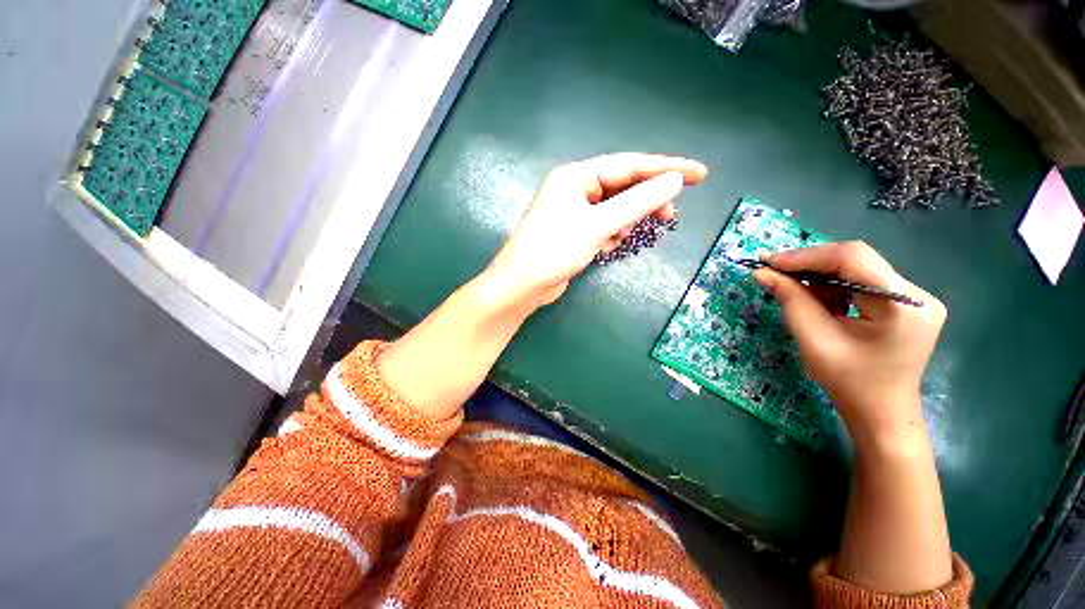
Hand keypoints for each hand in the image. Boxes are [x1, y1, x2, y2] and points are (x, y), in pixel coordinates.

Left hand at [486, 153, 706, 307]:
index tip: (699, 174)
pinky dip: (611, 235)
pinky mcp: (575, 231)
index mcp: (576, 177)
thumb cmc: (554, 251)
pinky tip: (607, 248)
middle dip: (645, 202)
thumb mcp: (598, 225)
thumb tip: (674, 181)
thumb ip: (636, 203)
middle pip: (622, 187)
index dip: (666, 168)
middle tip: (669, 217)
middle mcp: (575, 189)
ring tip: (622, 239)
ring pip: (614, 210)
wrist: (522, 285)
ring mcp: (574, 211)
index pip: (630, 166)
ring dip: (625, 223)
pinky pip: (604, 226)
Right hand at [753, 242, 946, 440]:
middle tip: (774, 272)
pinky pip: (862, 282)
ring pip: (857, 269)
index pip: (852, 258)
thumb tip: (762, 273)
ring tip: (793, 289)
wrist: (881, 412)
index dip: (807, 256)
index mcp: (901, 305)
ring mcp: (914, 298)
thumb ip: (791, 301)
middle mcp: (916, 294)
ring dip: (820, 276)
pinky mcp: (906, 304)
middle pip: (856, 260)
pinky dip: (833, 287)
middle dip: (810, 265)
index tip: (770, 263)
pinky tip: (817, 300)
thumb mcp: (814, 340)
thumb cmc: (849, 382)